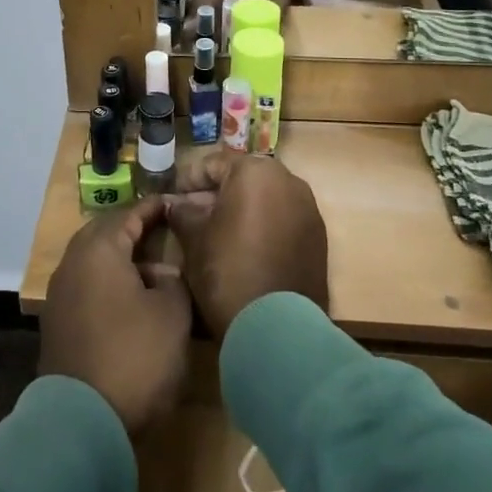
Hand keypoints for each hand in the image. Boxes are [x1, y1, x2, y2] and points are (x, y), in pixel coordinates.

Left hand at [40, 198, 193, 436]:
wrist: (83, 420)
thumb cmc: (135, 356)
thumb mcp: (172, 315)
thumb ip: (172, 283)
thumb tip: (163, 274)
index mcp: (99, 250)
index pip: (128, 215)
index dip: (152, 208)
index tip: (171, 202)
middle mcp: (73, 263)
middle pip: (104, 233)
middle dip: (131, 229)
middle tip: (160, 230)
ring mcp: (60, 293)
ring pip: (92, 260)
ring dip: (119, 257)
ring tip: (150, 265)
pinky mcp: (57, 322)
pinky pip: (86, 285)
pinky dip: (107, 281)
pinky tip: (129, 298)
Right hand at [165, 150, 328, 338]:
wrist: (276, 327)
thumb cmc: (226, 270)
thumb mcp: (193, 238)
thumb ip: (182, 212)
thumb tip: (174, 204)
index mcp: (254, 171)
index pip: (213, 164)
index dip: (189, 180)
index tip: (173, 197)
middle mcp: (288, 180)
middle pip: (243, 178)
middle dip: (218, 193)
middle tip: (193, 214)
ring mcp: (308, 208)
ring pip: (267, 198)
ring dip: (243, 208)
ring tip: (219, 232)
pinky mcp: (319, 236)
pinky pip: (285, 219)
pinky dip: (265, 225)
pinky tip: (246, 247)